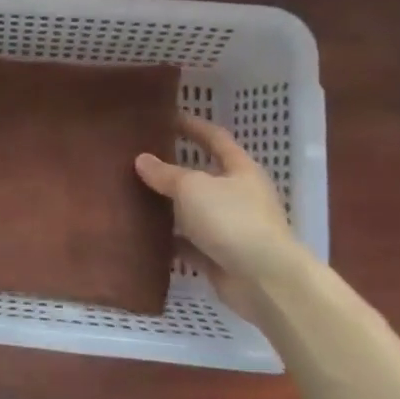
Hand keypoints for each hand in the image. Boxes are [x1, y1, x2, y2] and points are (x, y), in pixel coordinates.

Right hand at [135, 113, 307, 319]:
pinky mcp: (221, 258)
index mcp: (240, 170)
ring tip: (134, 195)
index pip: (216, 138)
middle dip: (174, 169)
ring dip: (169, 206)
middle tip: (141, 159)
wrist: (265, 281)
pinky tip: (144, 235)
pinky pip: (189, 244)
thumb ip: (165, 173)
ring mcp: (231, 228)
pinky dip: (170, 240)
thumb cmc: (232, 220)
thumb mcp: (192, 188)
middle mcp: (239, 196)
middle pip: (203, 176)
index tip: (168, 117)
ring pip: (193, 211)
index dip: (193, 126)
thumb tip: (142, 159)